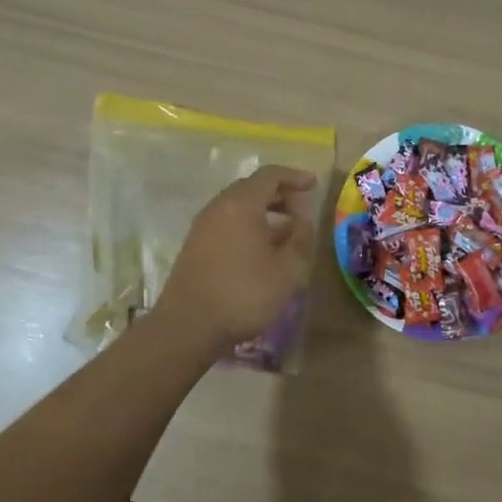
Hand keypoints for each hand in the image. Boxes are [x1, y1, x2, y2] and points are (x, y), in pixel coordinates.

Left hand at [153, 166, 318, 353]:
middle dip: (279, 194)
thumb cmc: (243, 293)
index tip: (313, 185)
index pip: (270, 175)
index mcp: (241, 204)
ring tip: (286, 232)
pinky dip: (248, 225)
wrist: (188, 326)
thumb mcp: (286, 269)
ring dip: (264, 212)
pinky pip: (227, 223)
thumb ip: (300, 238)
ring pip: (238, 207)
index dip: (294, 177)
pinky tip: (261, 249)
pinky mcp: (195, 245)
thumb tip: (303, 218)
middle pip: (252, 188)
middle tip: (301, 209)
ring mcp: (203, 226)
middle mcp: (219, 207)